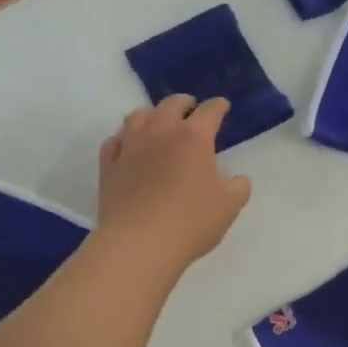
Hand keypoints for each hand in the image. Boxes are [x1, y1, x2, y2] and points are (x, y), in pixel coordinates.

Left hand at [97, 95, 251, 271]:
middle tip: (191, 109)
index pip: (210, 111)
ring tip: (158, 121)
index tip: (222, 106)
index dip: (218, 106)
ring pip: (138, 116)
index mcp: (193, 138)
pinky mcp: (109, 165)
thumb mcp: (228, 207)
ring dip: (152, 114)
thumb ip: (238, 188)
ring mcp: (130, 146)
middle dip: (184, 103)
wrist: (139, 243)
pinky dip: (124, 137)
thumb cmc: (190, 223)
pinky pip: (115, 140)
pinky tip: (128, 145)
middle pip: (171, 104)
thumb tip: (238, 179)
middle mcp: (160, 133)